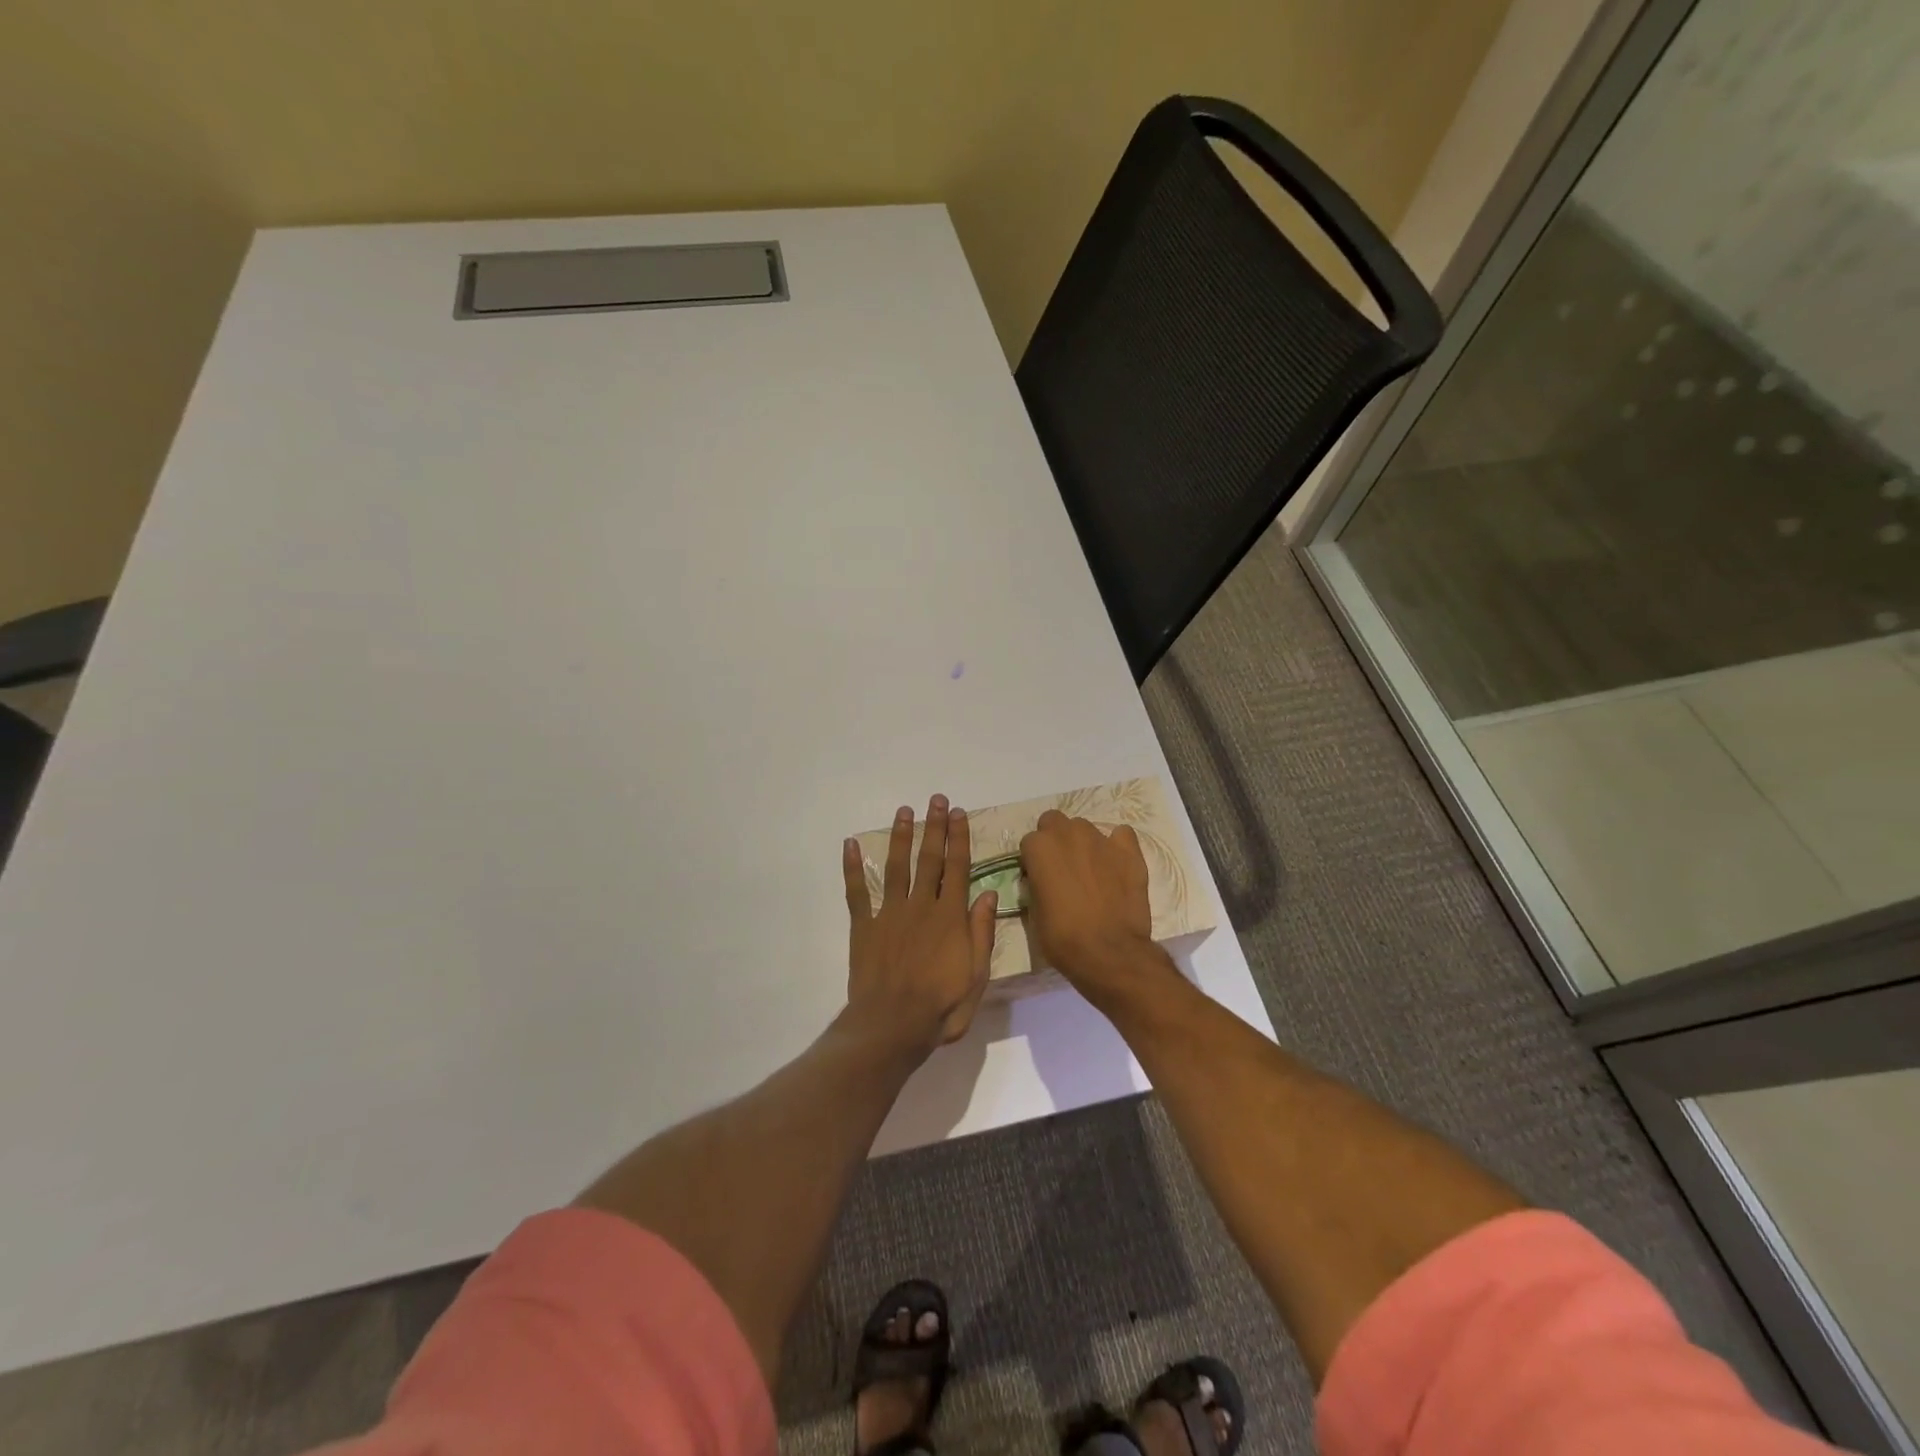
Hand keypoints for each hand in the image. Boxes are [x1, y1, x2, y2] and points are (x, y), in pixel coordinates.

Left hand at [843, 795, 997, 1057]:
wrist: (892, 1026)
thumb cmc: (941, 1006)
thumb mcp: (976, 975)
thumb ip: (982, 932)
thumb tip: (990, 894)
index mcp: (949, 917)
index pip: (957, 868)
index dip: (959, 838)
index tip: (959, 813)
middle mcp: (920, 906)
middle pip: (929, 859)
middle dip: (934, 827)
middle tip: (936, 799)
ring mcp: (889, 914)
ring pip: (896, 867)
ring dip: (900, 837)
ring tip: (904, 811)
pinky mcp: (864, 927)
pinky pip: (857, 892)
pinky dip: (852, 868)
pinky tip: (849, 844)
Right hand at [1020, 810, 1162, 1001]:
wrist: (1109, 953)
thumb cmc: (1063, 938)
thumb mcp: (1034, 913)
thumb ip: (1036, 885)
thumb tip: (1043, 881)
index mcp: (1040, 847)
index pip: (1029, 842)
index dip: (1034, 861)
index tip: (1039, 879)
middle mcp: (1068, 834)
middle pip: (1055, 822)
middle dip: (1055, 841)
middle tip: (1062, 869)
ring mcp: (1101, 839)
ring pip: (1085, 828)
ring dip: (1083, 843)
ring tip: (1091, 871)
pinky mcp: (1129, 851)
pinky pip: (1121, 835)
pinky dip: (1116, 846)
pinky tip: (1116, 866)